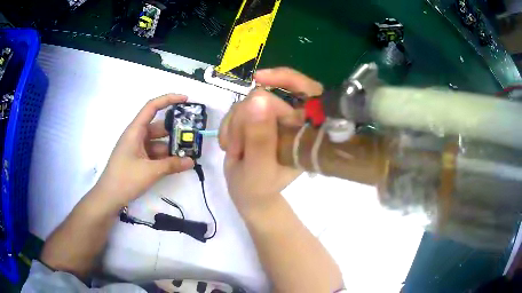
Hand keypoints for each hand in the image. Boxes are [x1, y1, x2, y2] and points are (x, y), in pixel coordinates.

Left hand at [94, 94, 193, 210]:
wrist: (109, 198)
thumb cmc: (125, 179)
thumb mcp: (150, 172)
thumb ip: (172, 165)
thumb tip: (192, 162)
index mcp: (135, 131)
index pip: (152, 107)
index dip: (168, 99)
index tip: (186, 100)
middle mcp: (136, 136)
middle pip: (158, 126)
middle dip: (175, 130)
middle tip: (193, 135)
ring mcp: (137, 149)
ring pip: (158, 142)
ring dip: (171, 147)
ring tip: (189, 153)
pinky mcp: (138, 160)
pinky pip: (154, 154)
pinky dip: (165, 157)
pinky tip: (177, 164)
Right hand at [219, 68, 322, 213]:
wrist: (247, 193)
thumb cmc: (258, 187)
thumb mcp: (259, 168)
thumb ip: (260, 139)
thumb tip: (259, 99)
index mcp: (305, 132)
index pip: (308, 92)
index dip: (287, 79)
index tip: (259, 79)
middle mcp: (292, 121)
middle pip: (267, 96)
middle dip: (245, 120)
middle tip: (237, 147)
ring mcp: (273, 118)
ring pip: (248, 102)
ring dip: (235, 126)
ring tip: (235, 150)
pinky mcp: (256, 118)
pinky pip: (236, 109)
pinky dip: (228, 126)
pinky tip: (229, 145)